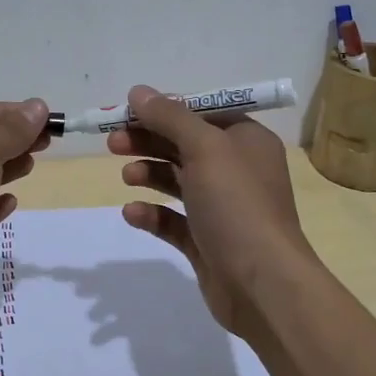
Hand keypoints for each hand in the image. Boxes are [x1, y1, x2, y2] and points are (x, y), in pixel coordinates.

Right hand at [108, 85, 319, 336]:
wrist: (263, 284)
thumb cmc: (237, 204)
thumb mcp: (204, 149)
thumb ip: (170, 117)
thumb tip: (139, 91)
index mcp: (246, 141)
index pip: (201, 113)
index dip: (164, 109)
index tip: (128, 112)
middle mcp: (236, 170)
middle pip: (184, 145)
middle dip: (148, 140)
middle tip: (112, 142)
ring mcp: (222, 208)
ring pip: (177, 181)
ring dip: (149, 173)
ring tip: (126, 176)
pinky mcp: (207, 241)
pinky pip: (173, 220)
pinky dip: (152, 213)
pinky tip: (132, 213)